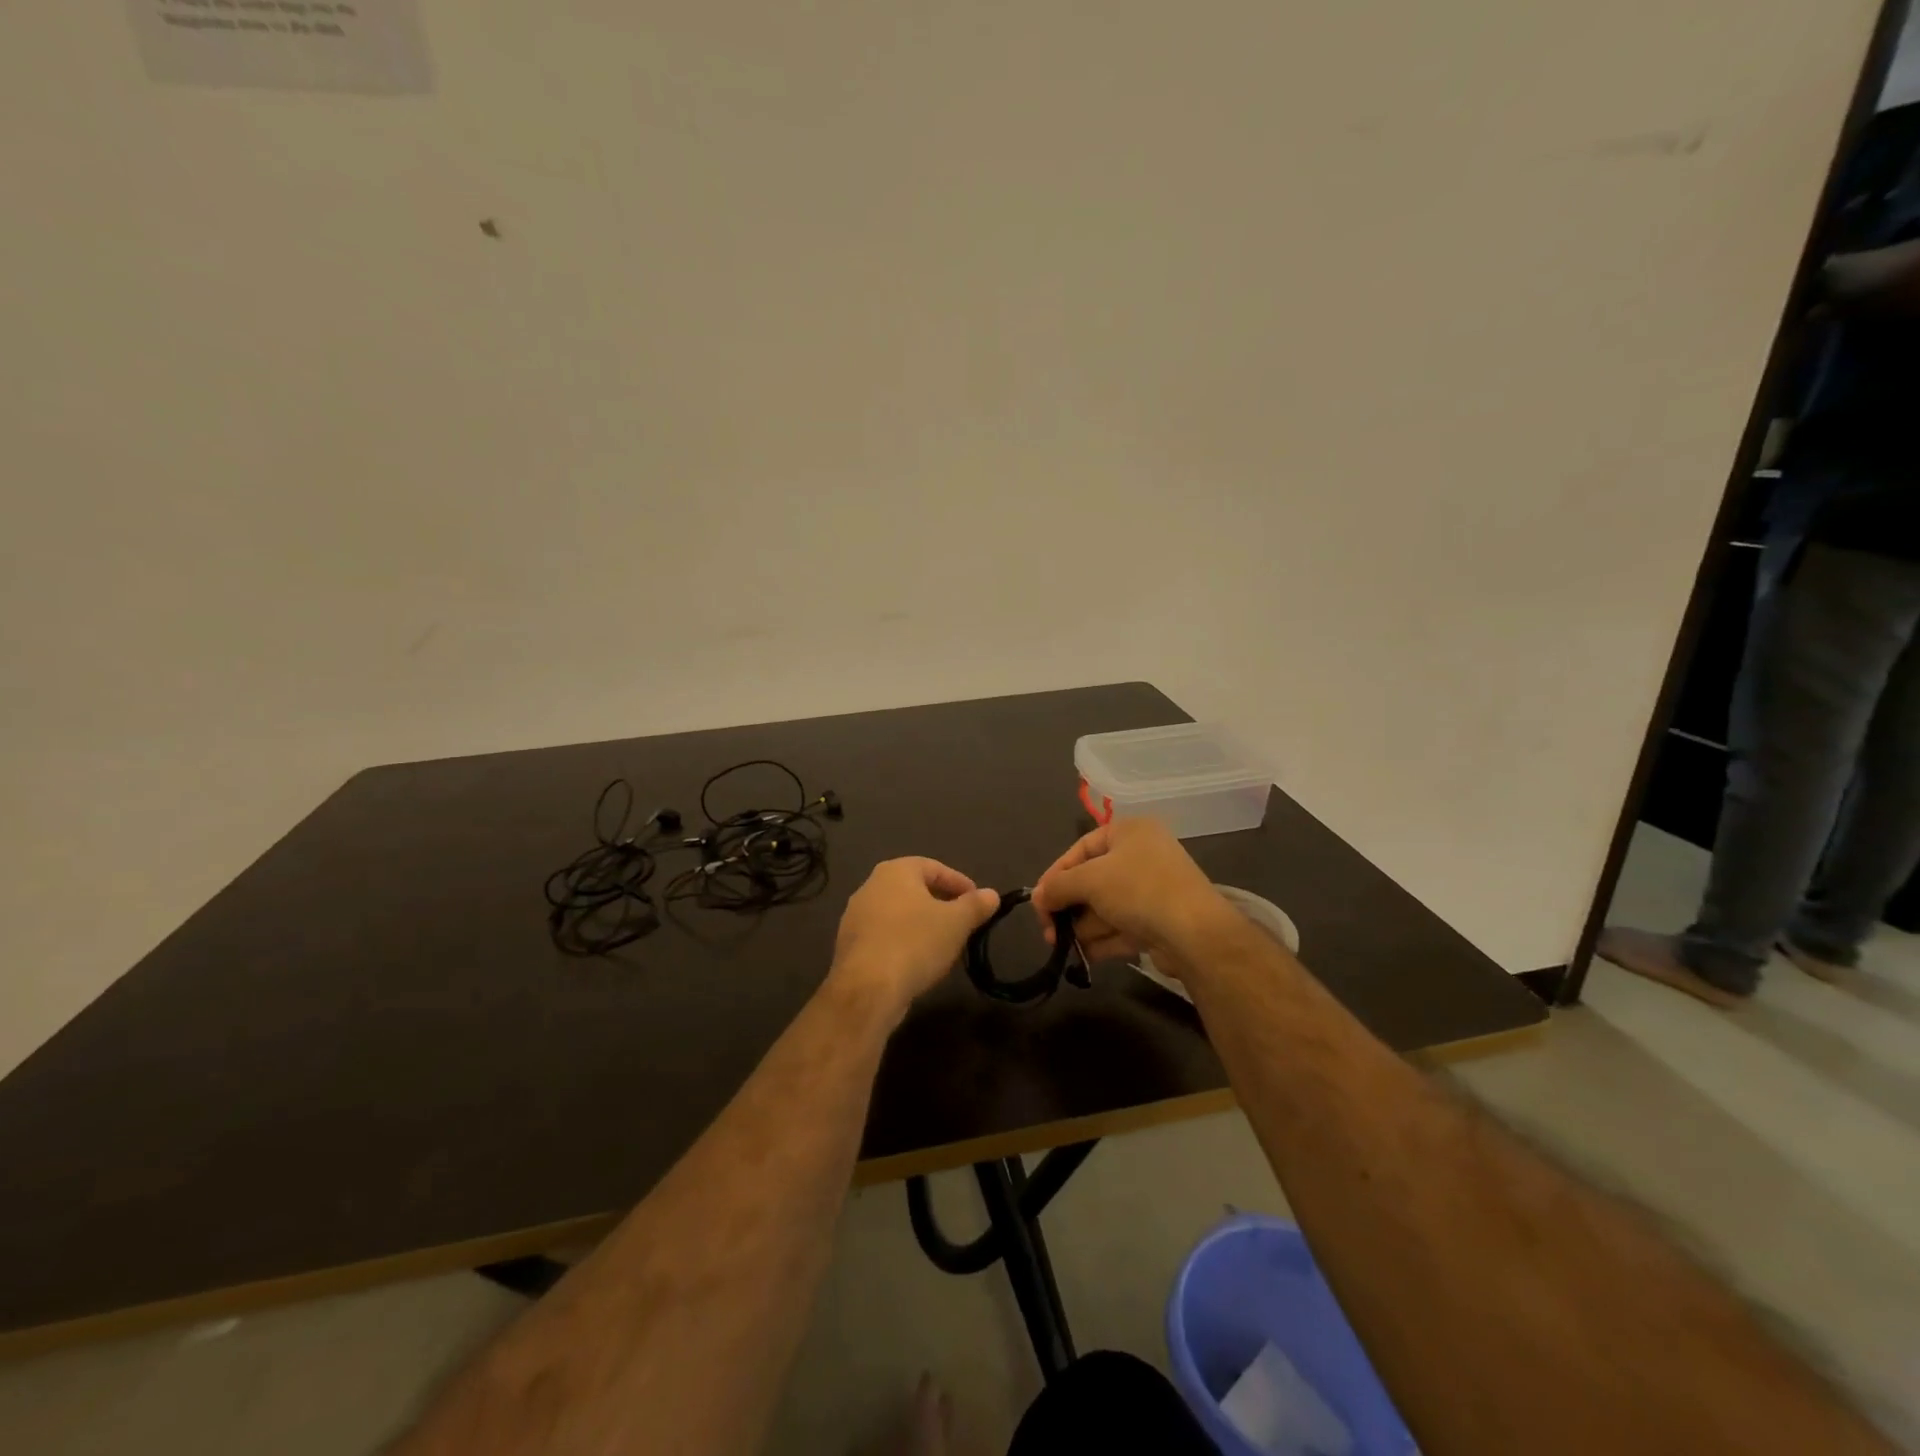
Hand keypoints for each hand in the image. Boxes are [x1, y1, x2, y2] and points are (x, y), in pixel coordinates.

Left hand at [828, 858, 999, 1020]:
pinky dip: (903, 940)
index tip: (978, 902)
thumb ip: (975, 905)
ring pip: (898, 913)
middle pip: (914, 888)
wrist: (866, 988)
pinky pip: (884, 935)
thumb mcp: (956, 923)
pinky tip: (917, 960)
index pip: (934, 867)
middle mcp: (870, 886)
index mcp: (895, 871)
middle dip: (940, 903)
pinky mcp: (849, 945)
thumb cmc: (915, 943)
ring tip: (943, 943)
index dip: (960, 883)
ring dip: (921, 923)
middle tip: (962, 921)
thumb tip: (992, 894)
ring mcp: (855, 916)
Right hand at [1031, 818, 1228, 965]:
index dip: (1055, 874)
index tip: (1038, 901)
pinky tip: (1083, 956)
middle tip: (1048, 931)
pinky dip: (1102, 940)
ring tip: (1063, 946)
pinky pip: (1121, 927)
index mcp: (1129, 832)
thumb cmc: (1138, 890)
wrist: (1195, 933)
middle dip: (1068, 906)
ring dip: (1082, 926)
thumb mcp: (1090, 879)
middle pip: (1092, 880)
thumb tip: (1038, 897)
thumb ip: (1058, 885)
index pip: (1081, 848)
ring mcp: (1152, 891)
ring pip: (1105, 907)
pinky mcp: (1158, 922)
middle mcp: (1142, 856)